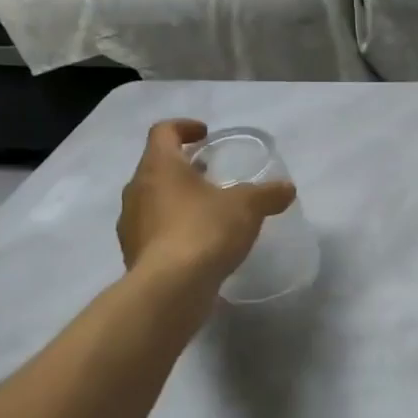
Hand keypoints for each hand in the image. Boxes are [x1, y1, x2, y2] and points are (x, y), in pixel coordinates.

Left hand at [118, 119, 296, 287]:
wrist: (170, 290)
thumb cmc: (204, 231)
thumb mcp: (247, 207)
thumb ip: (267, 194)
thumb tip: (286, 188)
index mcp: (159, 167)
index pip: (163, 132)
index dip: (184, 127)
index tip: (205, 135)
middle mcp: (137, 191)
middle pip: (156, 167)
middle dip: (183, 167)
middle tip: (211, 174)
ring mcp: (131, 225)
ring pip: (153, 201)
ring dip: (176, 199)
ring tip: (207, 211)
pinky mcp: (133, 256)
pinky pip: (154, 232)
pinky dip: (173, 230)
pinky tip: (198, 244)